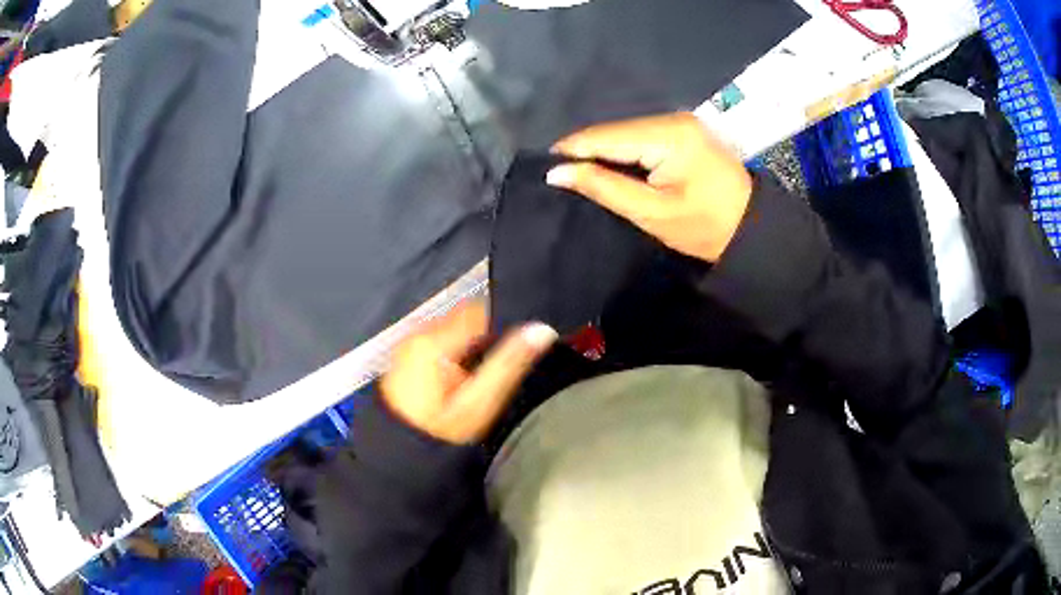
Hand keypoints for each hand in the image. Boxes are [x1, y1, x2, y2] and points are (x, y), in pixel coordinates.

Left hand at [381, 301, 557, 444]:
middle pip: (467, 321)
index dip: (504, 327)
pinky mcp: (408, 358)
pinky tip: (464, 381)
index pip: (480, 312)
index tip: (519, 351)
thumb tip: (542, 330)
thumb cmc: (441, 432)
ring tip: (485, 377)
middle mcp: (418, 334)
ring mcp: (410, 346)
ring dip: (473, 348)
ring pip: (455, 333)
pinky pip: (441, 345)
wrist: (401, 455)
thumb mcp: (479, 404)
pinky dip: (457, 356)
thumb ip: (509, 364)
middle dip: (488, 339)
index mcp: (434, 340)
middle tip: (504, 370)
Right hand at [546, 112, 752, 262]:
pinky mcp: (682, 131)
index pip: (606, 136)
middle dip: (586, 150)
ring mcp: (679, 122)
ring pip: (625, 132)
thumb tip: (557, 172)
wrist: (751, 229)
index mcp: (668, 135)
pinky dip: (622, 151)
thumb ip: (604, 188)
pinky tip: (608, 166)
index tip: (543, 167)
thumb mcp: (652, 212)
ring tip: (578, 173)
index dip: (572, 149)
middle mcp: (672, 119)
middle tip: (559, 175)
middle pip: (614, 131)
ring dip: (602, 151)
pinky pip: (640, 136)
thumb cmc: (705, 227)